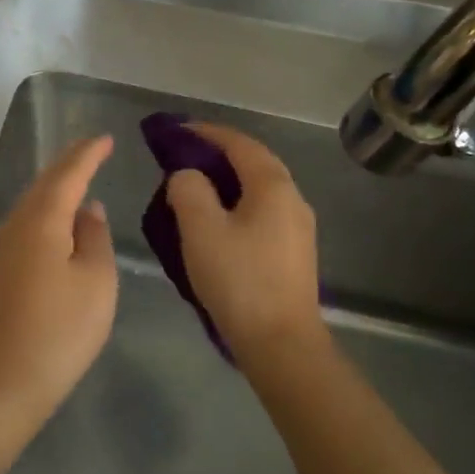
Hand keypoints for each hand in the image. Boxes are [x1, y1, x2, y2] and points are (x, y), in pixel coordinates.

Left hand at [0, 136, 118, 431]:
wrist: (4, 383)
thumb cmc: (60, 331)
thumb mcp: (95, 281)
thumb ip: (94, 237)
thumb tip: (87, 208)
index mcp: (40, 221)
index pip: (67, 175)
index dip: (87, 154)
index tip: (105, 138)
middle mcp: (14, 227)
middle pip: (43, 186)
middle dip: (68, 165)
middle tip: (92, 151)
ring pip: (30, 206)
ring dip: (55, 190)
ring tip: (79, 181)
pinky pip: (24, 228)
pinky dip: (45, 215)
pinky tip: (58, 226)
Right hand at [165, 124, 323, 365]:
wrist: (281, 343)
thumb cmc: (238, 280)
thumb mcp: (200, 229)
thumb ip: (188, 190)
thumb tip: (188, 176)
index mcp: (273, 186)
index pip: (239, 143)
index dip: (207, 132)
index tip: (177, 130)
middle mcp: (293, 199)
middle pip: (254, 163)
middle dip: (218, 154)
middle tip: (183, 155)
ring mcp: (297, 227)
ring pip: (258, 189)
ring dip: (227, 180)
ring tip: (194, 186)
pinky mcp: (293, 252)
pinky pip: (262, 212)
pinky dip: (236, 203)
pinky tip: (216, 221)